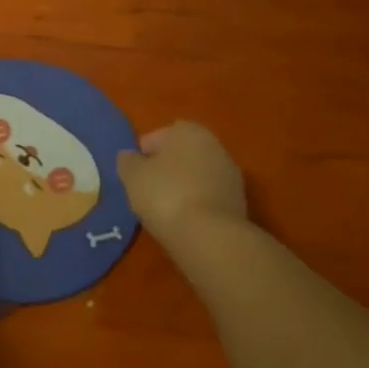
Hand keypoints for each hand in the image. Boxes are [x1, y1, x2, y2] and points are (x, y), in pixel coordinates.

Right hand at [118, 121, 249, 253]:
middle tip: (148, 189)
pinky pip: (209, 196)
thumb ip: (128, 161)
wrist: (210, 236)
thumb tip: (130, 157)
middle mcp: (214, 145)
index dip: (143, 154)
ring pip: (197, 176)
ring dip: (183, 187)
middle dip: (166, 169)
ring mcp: (230, 174)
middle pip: (181, 155)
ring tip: (165, 209)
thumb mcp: (132, 175)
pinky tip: (184, 221)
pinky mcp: (240, 202)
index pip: (158, 136)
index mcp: (188, 131)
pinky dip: (197, 204)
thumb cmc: (165, 195)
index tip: (134, 174)